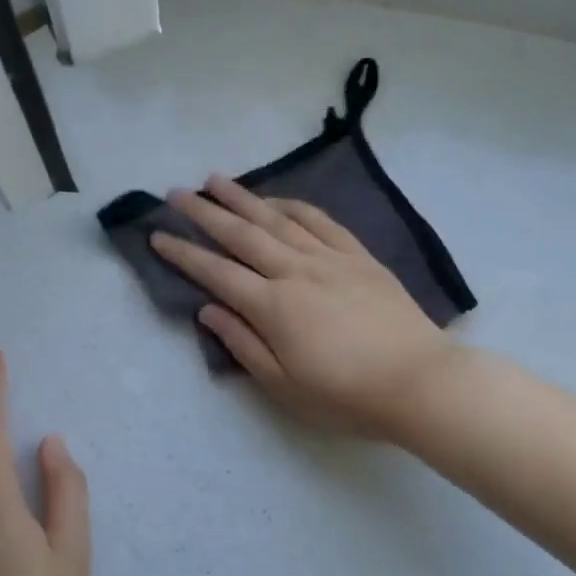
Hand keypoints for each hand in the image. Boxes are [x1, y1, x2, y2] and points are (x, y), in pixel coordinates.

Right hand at [150, 177, 455, 439]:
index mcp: (273, 306)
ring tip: (215, 180)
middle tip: (176, 193)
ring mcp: (329, 258)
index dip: (183, 254)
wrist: (418, 382)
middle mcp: (295, 271)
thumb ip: (243, 344)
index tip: (157, 236)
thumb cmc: (345, 395)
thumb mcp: (283, 385)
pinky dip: (293, 205)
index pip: (216, 272)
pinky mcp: (358, 256)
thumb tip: (208, 310)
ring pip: (277, 219)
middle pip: (241, 235)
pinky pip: (320, 221)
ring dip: (243, 198)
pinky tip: (276, 200)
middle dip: (204, 212)